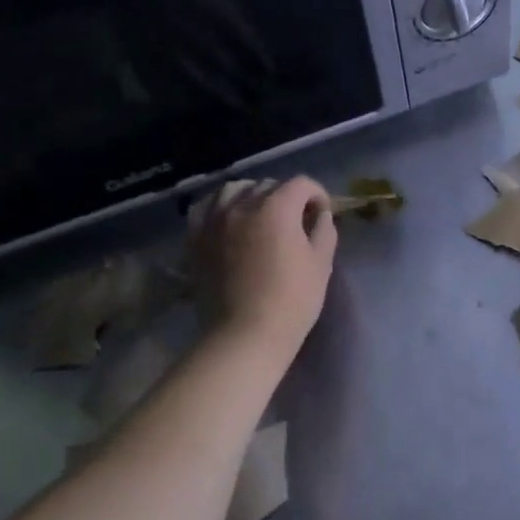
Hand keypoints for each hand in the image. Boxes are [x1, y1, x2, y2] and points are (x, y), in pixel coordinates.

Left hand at [203, 177, 336, 352]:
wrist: (244, 335)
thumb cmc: (292, 300)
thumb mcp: (321, 264)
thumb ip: (324, 231)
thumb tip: (321, 215)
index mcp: (277, 208)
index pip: (301, 184)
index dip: (317, 194)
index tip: (323, 213)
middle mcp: (242, 205)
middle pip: (268, 185)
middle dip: (287, 196)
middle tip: (297, 220)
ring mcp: (214, 221)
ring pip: (233, 190)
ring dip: (252, 195)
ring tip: (261, 214)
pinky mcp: (196, 239)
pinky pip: (206, 208)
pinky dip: (220, 206)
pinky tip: (228, 218)